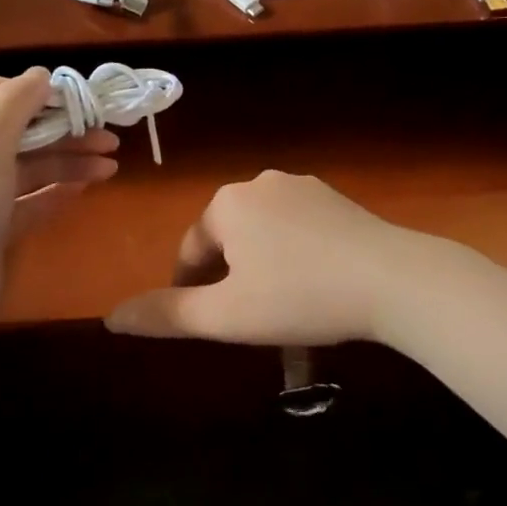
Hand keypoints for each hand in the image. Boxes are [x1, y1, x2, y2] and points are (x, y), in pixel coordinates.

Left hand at [0, 69, 117, 343]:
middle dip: (62, 129)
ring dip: (68, 161)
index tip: (76, 99)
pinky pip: (29, 201)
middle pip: (15, 130)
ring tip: (112, 164)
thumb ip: (14, 102)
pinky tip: (88, 188)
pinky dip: (56, 192)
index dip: (31, 90)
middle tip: (110, 134)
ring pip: (27, 166)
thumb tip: (41, 74)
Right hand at [105, 171, 422, 345]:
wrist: (395, 281)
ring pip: (264, 233)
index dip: (189, 289)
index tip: (201, 322)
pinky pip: (299, 229)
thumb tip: (111, 317)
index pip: (190, 249)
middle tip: (243, 319)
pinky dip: (294, 255)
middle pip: (227, 238)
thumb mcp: (225, 315)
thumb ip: (166, 315)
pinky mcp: (339, 199)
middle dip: (227, 277)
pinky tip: (312, 284)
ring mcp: (305, 187)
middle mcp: (261, 183)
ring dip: (260, 266)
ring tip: (278, 306)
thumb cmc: (299, 298)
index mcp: (227, 204)